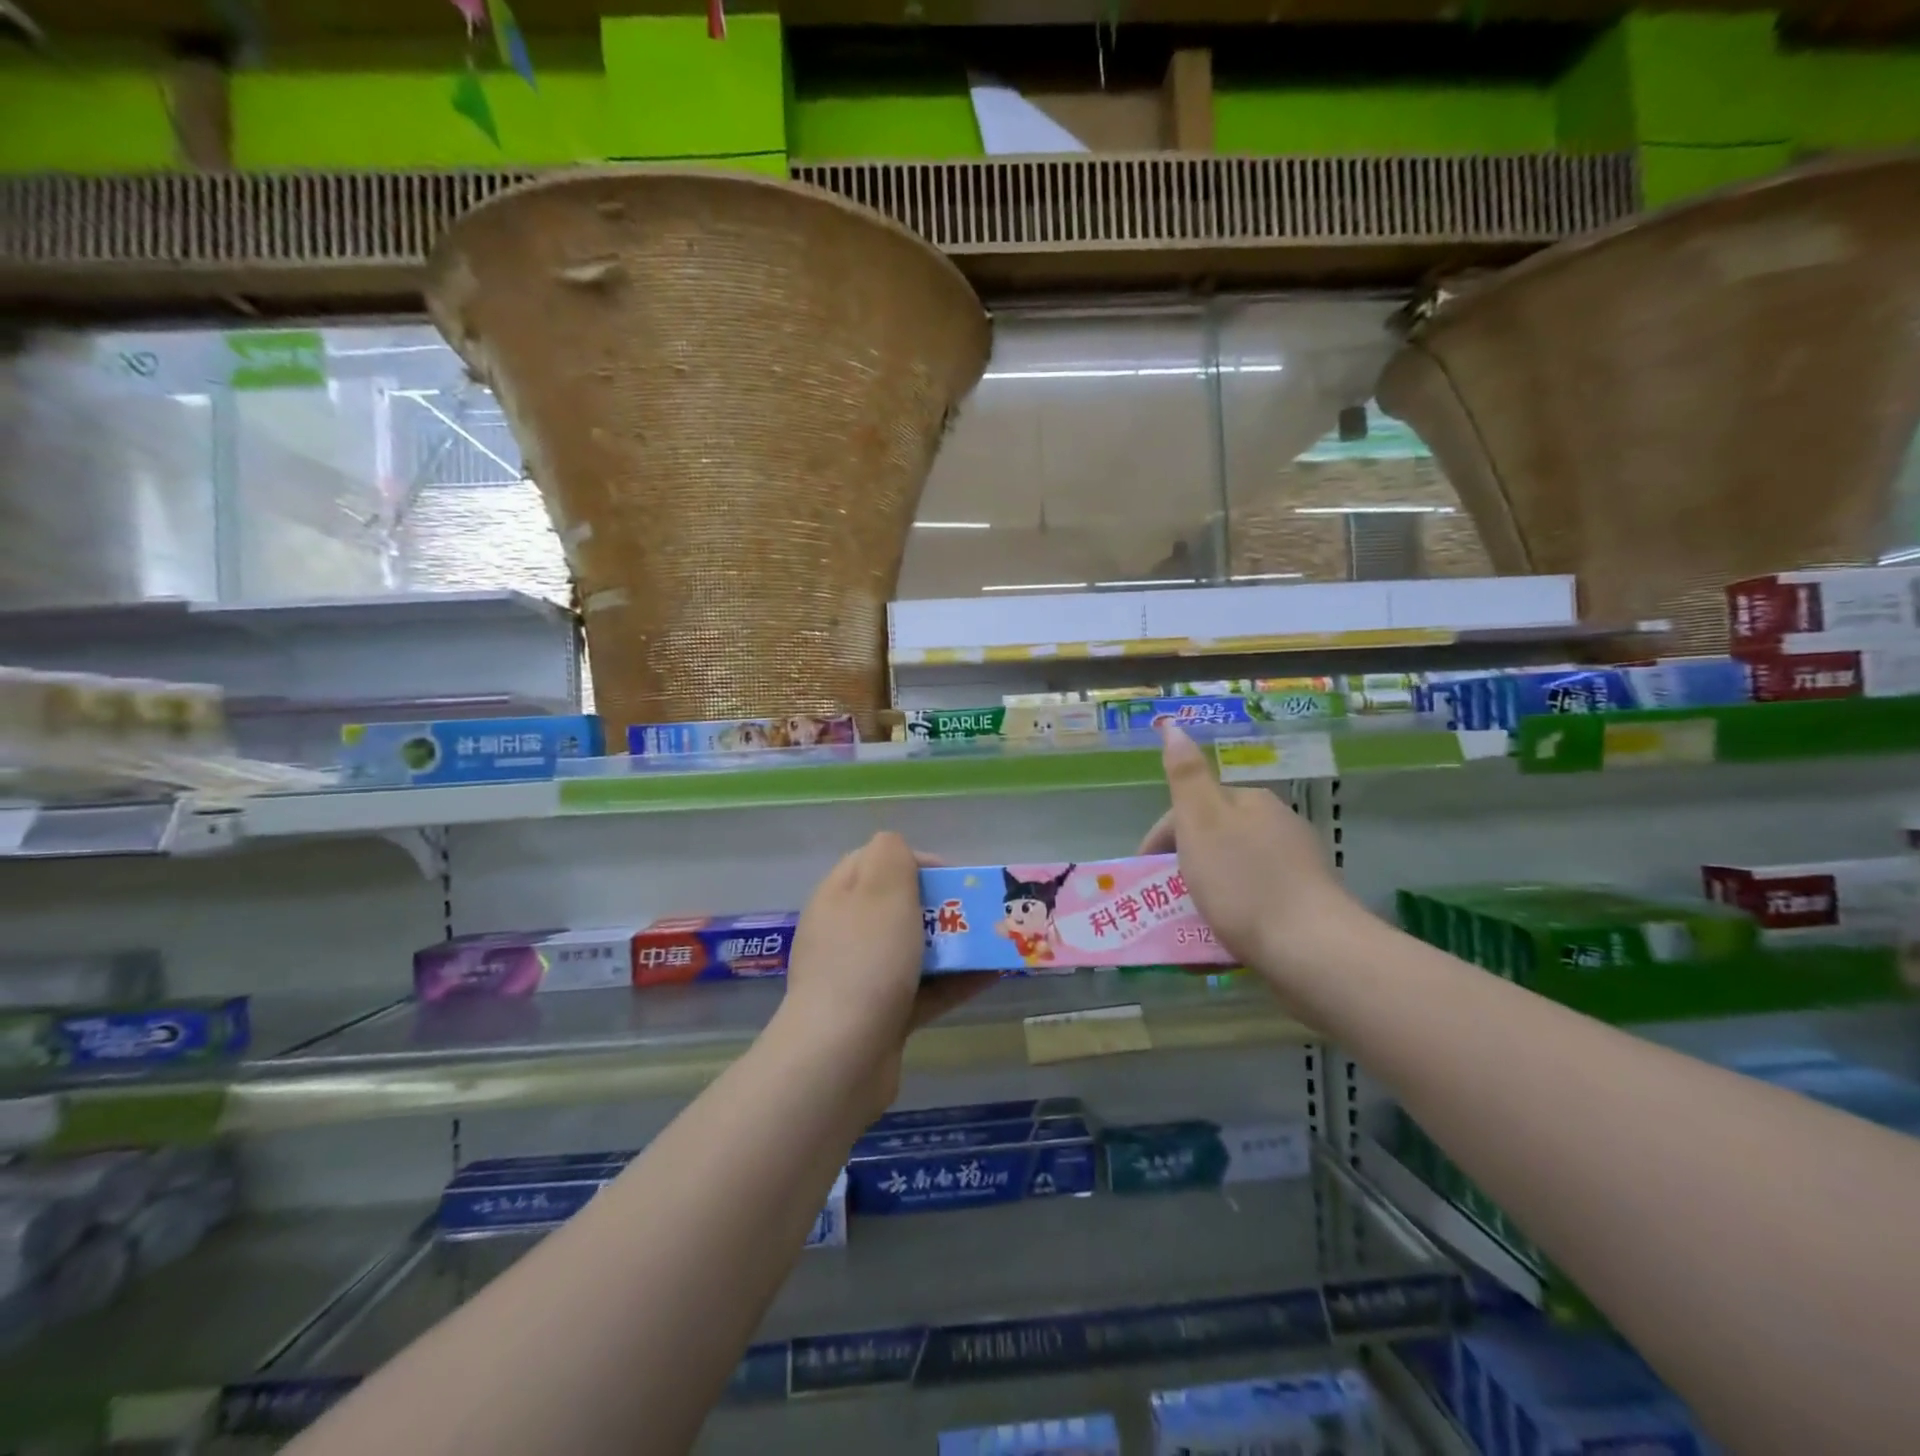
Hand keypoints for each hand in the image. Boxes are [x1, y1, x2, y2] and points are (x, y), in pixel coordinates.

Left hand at [776, 832, 994, 1115]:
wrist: (841, 1057)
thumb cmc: (866, 960)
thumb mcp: (881, 889)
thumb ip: (892, 855)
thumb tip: (898, 850)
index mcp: (838, 897)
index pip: (877, 861)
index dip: (917, 861)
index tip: (954, 876)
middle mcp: (846, 933)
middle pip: (899, 906)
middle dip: (942, 905)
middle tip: (979, 912)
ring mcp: (862, 978)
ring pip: (914, 949)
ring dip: (955, 944)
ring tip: (997, 942)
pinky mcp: (881, 1017)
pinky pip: (924, 989)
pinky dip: (955, 981)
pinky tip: (993, 976)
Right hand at [1138, 725, 1364, 979]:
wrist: (1313, 951)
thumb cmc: (1245, 883)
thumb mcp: (1202, 823)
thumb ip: (1185, 775)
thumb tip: (1173, 725)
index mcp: (1251, 802)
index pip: (1191, 810)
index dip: (1159, 840)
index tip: (1142, 876)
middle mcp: (1277, 826)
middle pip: (1212, 842)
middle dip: (1181, 870)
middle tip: (1160, 904)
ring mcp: (1296, 867)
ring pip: (1232, 874)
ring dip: (1204, 897)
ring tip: (1185, 928)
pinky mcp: (1306, 906)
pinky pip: (1255, 904)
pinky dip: (1231, 918)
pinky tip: (1219, 942)